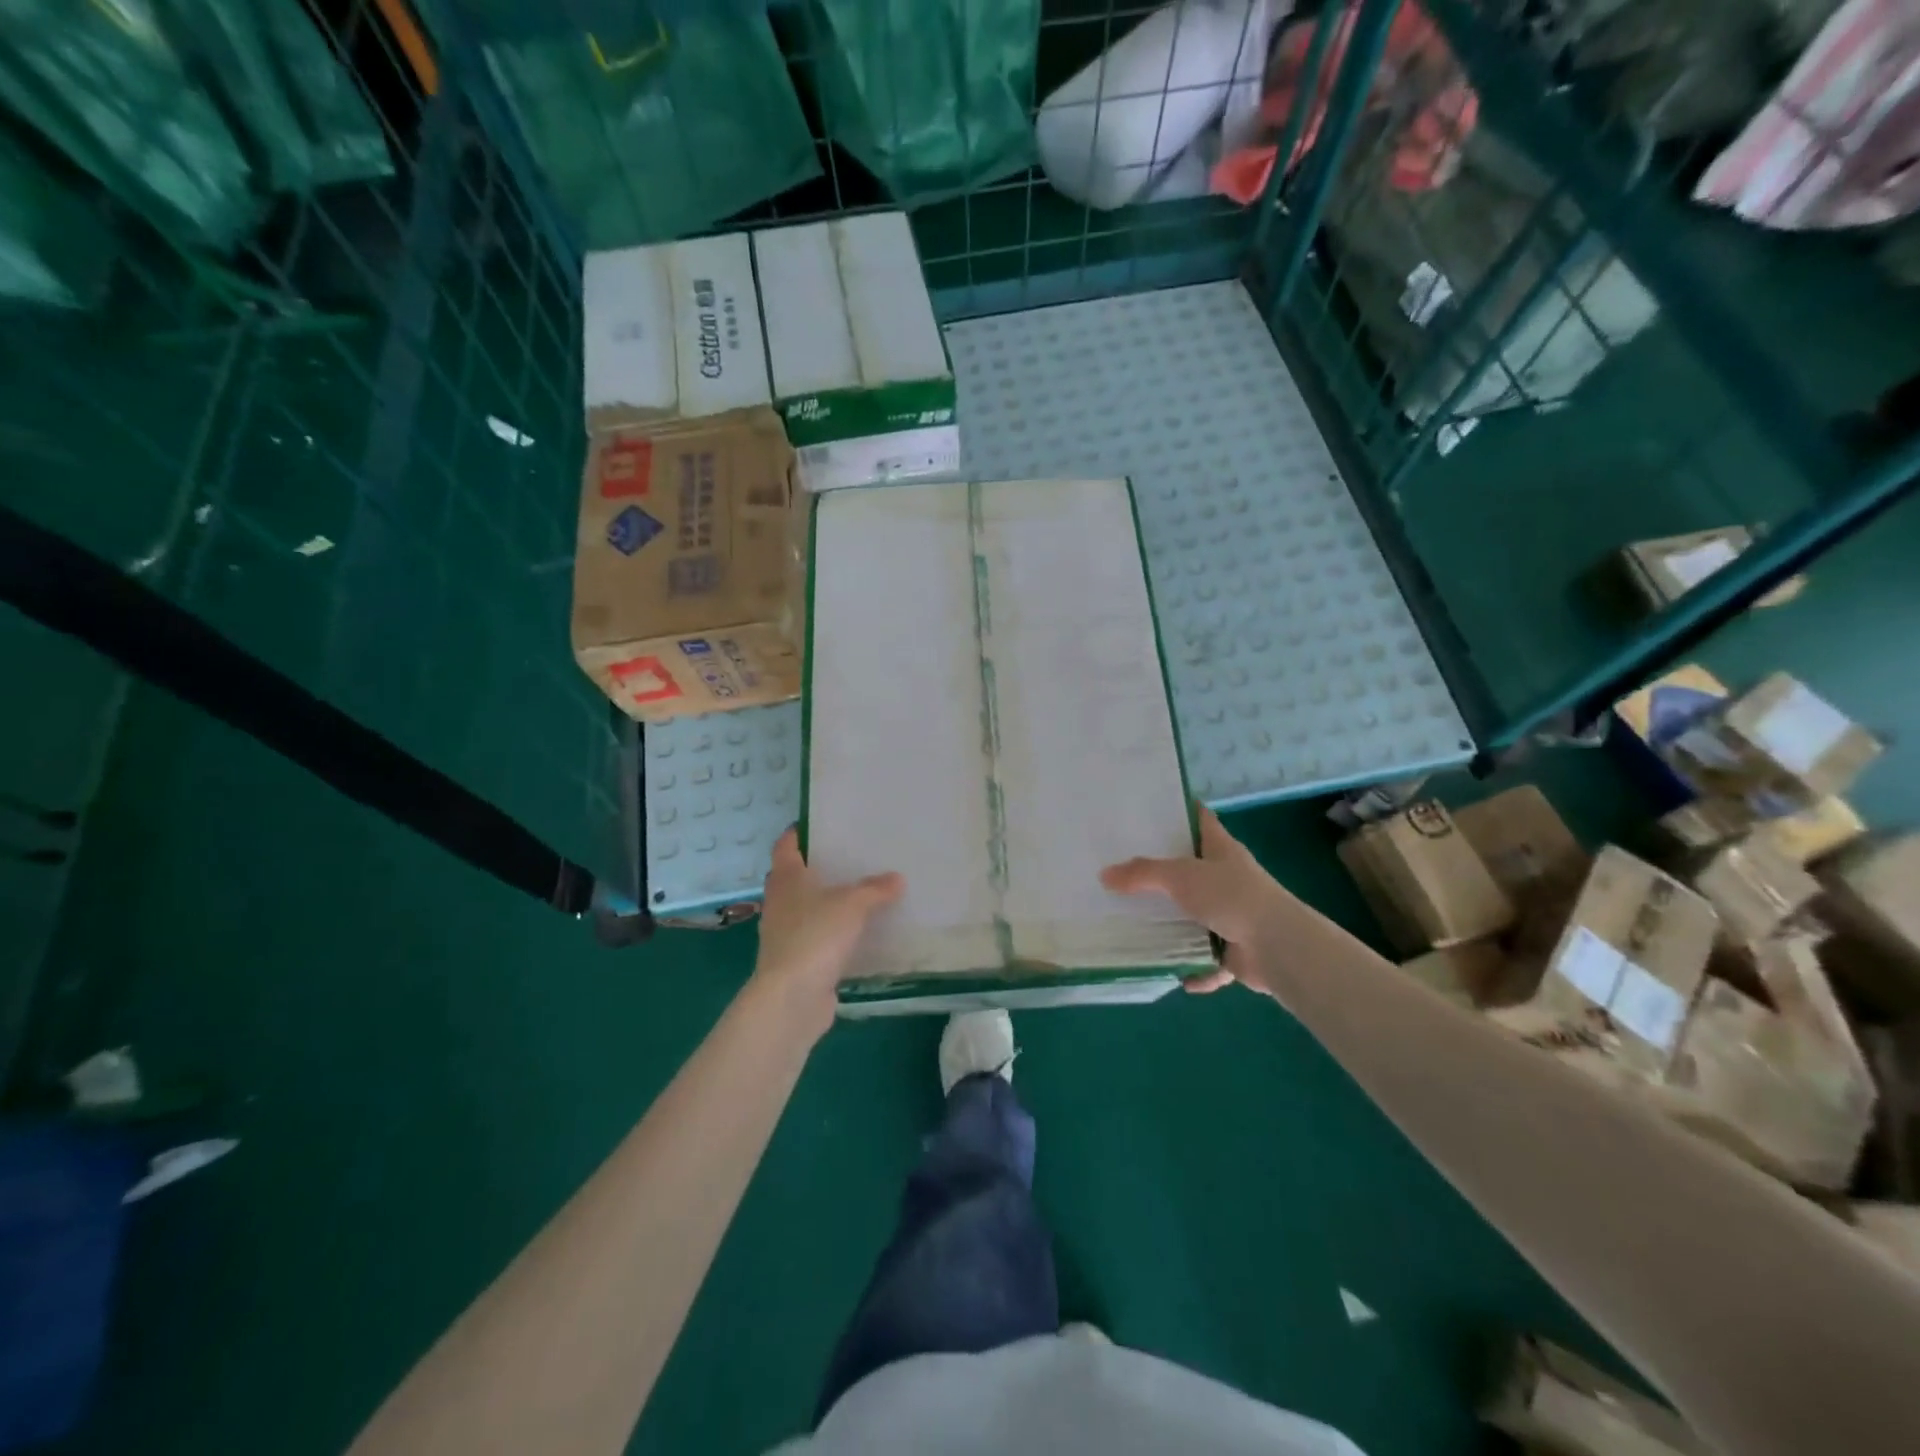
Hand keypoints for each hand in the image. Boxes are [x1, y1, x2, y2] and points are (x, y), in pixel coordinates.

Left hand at [751, 829, 903, 1037]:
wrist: (792, 997)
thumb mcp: (852, 905)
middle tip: (849, 858)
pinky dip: (833, 934)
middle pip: (794, 877)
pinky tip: (858, 934)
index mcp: (786, 879)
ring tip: (860, 894)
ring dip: (826, 903)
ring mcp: (785, 934)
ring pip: (806, 908)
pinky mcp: (797, 961)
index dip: (798, 833)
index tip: (820, 823)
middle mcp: (780, 902)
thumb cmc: (815, 936)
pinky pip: (817, 938)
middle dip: (817, 868)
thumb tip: (896, 878)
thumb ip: (874, 889)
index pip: (785, 845)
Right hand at [1100, 807, 1290, 996]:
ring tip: (1139, 924)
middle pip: (1193, 870)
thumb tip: (1104, 875)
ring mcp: (1235, 915)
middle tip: (1126, 871)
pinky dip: (1196, 969)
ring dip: (1177, 925)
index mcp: (1222, 850)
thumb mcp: (1181, 876)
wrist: (1277, 946)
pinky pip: (1209, 960)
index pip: (1200, 820)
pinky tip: (1175, 975)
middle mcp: (1229, 878)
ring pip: (1199, 916)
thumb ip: (1142, 874)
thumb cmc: (1231, 896)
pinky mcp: (1237, 950)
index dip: (1178, 812)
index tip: (1148, 810)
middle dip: (1164, 874)